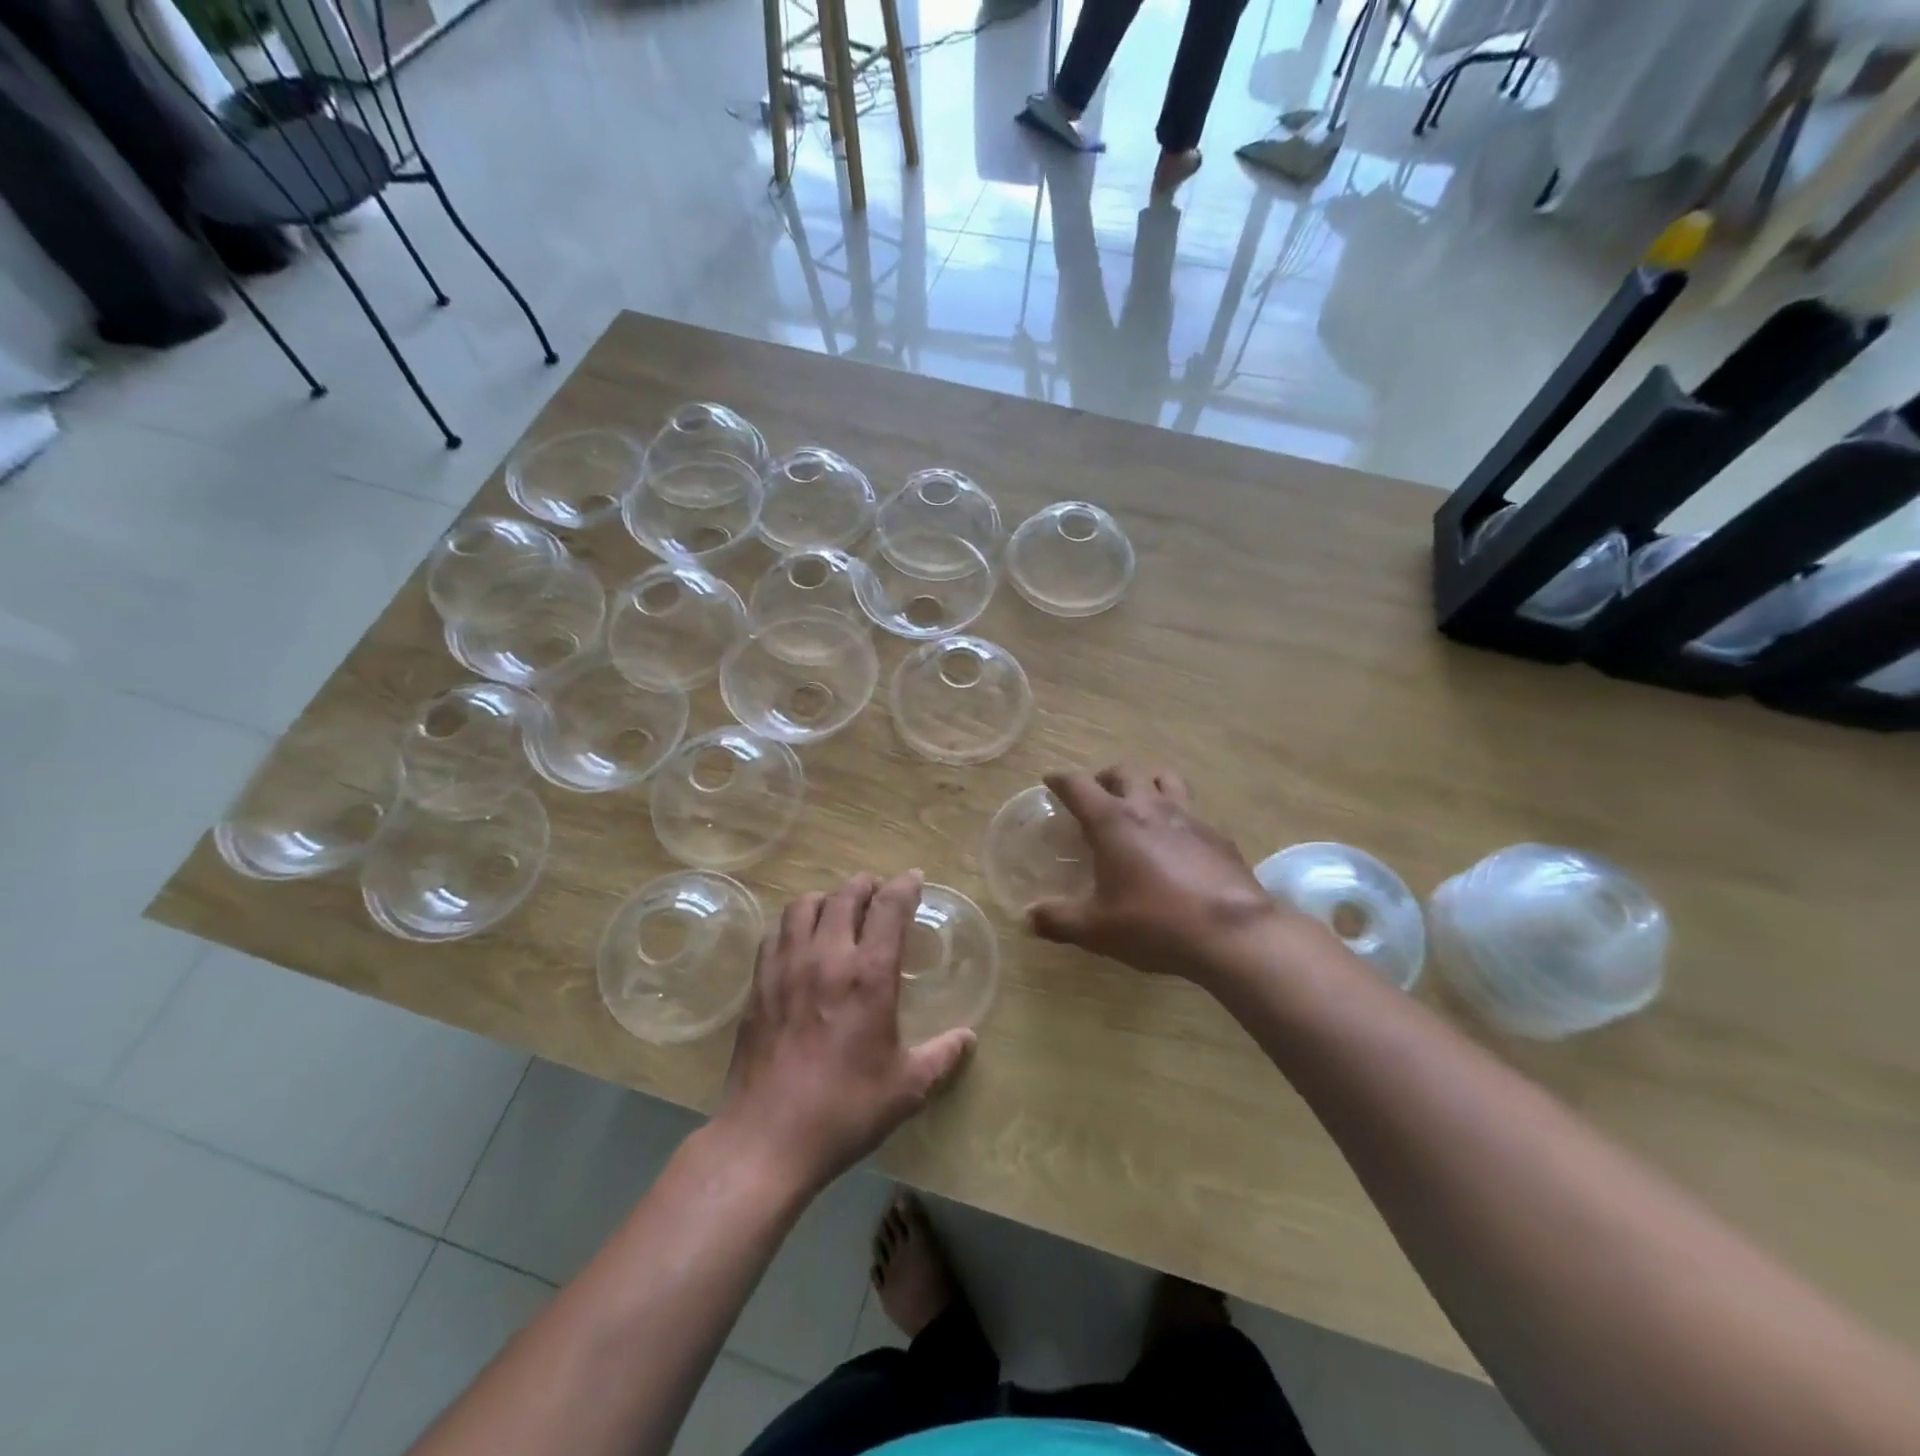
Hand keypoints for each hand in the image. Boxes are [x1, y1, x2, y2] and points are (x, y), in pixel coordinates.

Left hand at [718, 871, 974, 1194]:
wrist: (768, 1137)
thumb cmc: (846, 1109)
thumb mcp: (907, 1087)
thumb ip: (941, 1056)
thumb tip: (968, 1038)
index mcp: (869, 974)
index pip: (889, 907)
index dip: (904, 886)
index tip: (913, 878)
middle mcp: (827, 957)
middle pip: (845, 895)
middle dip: (866, 885)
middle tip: (877, 892)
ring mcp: (786, 967)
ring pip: (803, 905)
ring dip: (826, 898)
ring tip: (837, 910)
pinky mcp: (758, 984)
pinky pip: (775, 933)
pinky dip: (792, 924)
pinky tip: (800, 942)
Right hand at [1029, 766, 1280, 985]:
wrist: (1232, 934)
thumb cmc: (1154, 923)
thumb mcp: (1096, 929)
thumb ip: (1059, 920)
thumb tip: (1029, 918)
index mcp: (1113, 821)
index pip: (1078, 785)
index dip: (1060, 780)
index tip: (1050, 781)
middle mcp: (1150, 807)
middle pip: (1125, 772)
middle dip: (1105, 777)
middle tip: (1097, 795)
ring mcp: (1189, 817)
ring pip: (1165, 779)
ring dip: (1147, 783)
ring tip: (1140, 804)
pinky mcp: (1218, 835)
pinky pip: (1193, 812)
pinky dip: (1178, 816)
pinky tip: (1179, 843)